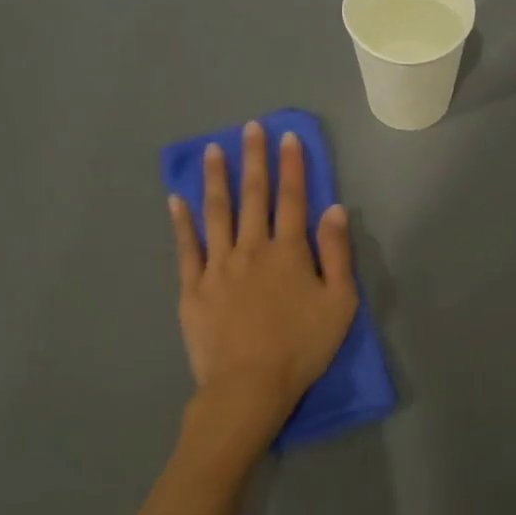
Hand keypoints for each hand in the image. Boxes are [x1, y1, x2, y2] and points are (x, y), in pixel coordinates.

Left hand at [167, 121, 358, 486]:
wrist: (249, 387)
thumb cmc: (302, 347)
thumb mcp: (339, 303)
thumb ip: (337, 254)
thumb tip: (335, 209)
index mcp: (289, 252)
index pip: (293, 199)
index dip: (292, 166)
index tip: (288, 137)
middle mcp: (252, 249)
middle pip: (253, 196)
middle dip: (254, 159)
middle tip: (250, 127)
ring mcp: (218, 267)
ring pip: (217, 213)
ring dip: (216, 179)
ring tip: (213, 150)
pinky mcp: (192, 289)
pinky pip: (186, 248)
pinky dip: (181, 222)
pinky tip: (175, 200)